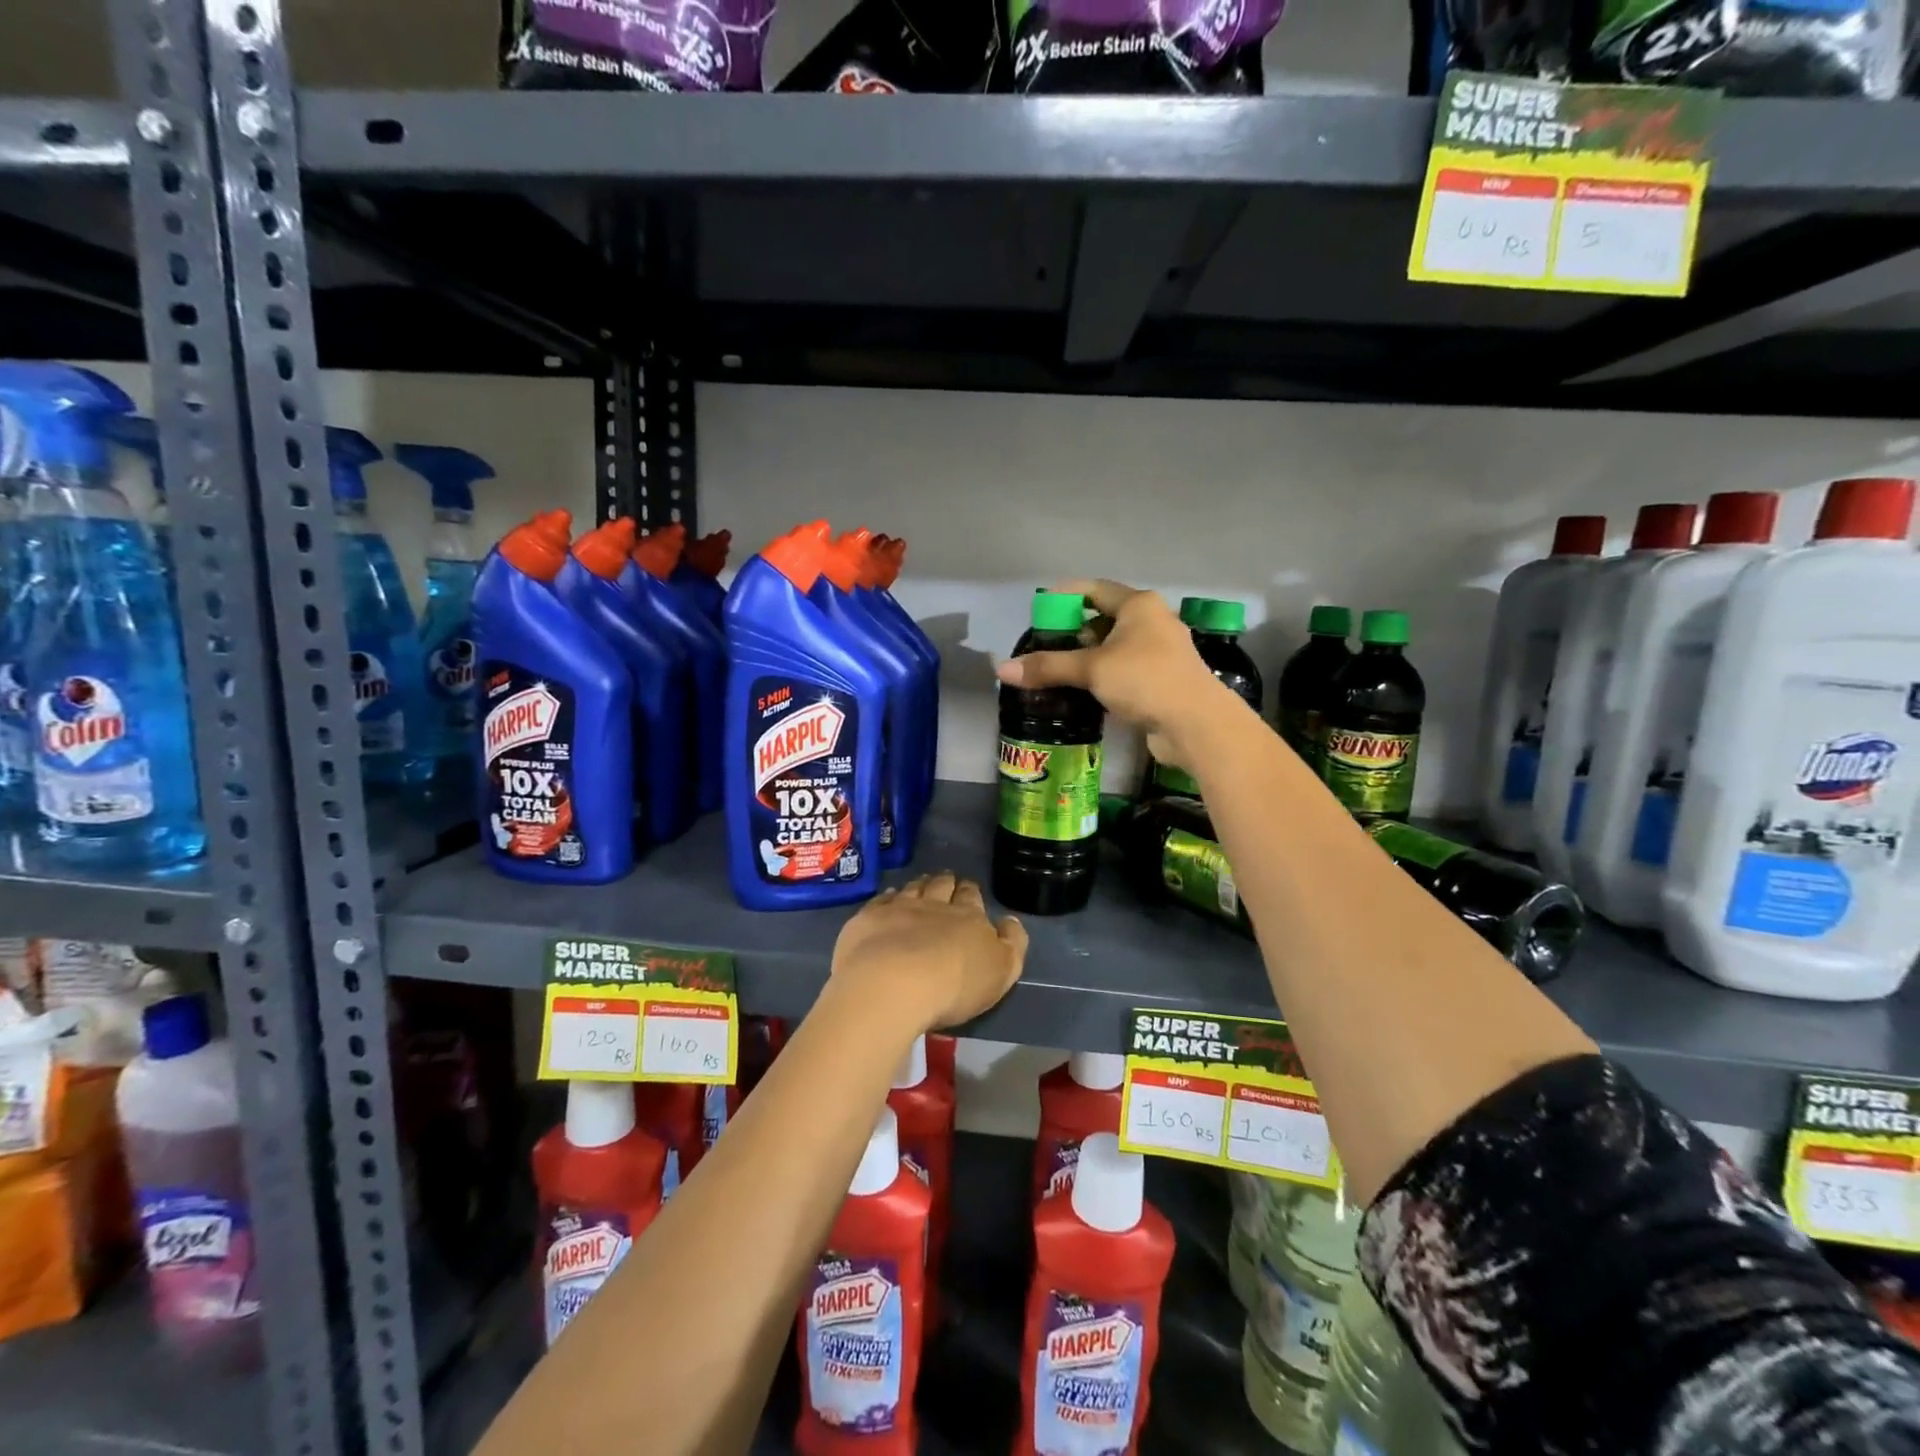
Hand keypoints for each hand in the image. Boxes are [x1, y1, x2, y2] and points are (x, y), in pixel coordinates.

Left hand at [830, 873, 1027, 1031]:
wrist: (893, 984)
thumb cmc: (954, 985)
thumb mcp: (1002, 971)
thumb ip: (1012, 944)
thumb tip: (1010, 921)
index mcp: (968, 917)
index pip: (971, 896)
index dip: (970, 892)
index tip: (968, 890)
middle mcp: (934, 905)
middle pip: (941, 886)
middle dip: (946, 882)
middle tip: (946, 881)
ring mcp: (898, 909)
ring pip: (912, 888)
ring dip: (919, 885)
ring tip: (921, 884)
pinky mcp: (869, 919)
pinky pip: (881, 900)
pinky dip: (888, 897)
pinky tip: (888, 899)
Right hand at [994, 578, 1241, 768]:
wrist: (1196, 724)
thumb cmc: (1145, 681)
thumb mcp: (1092, 669)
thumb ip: (1048, 667)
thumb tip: (1002, 670)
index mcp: (1139, 605)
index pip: (1094, 589)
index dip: (1064, 596)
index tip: (1039, 608)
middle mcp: (1153, 621)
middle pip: (1104, 618)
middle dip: (1073, 630)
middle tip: (1044, 645)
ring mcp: (1161, 652)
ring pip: (1115, 647)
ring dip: (1087, 656)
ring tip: (1057, 669)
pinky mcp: (1163, 680)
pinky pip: (1125, 670)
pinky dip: (1103, 676)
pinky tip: (1084, 690)